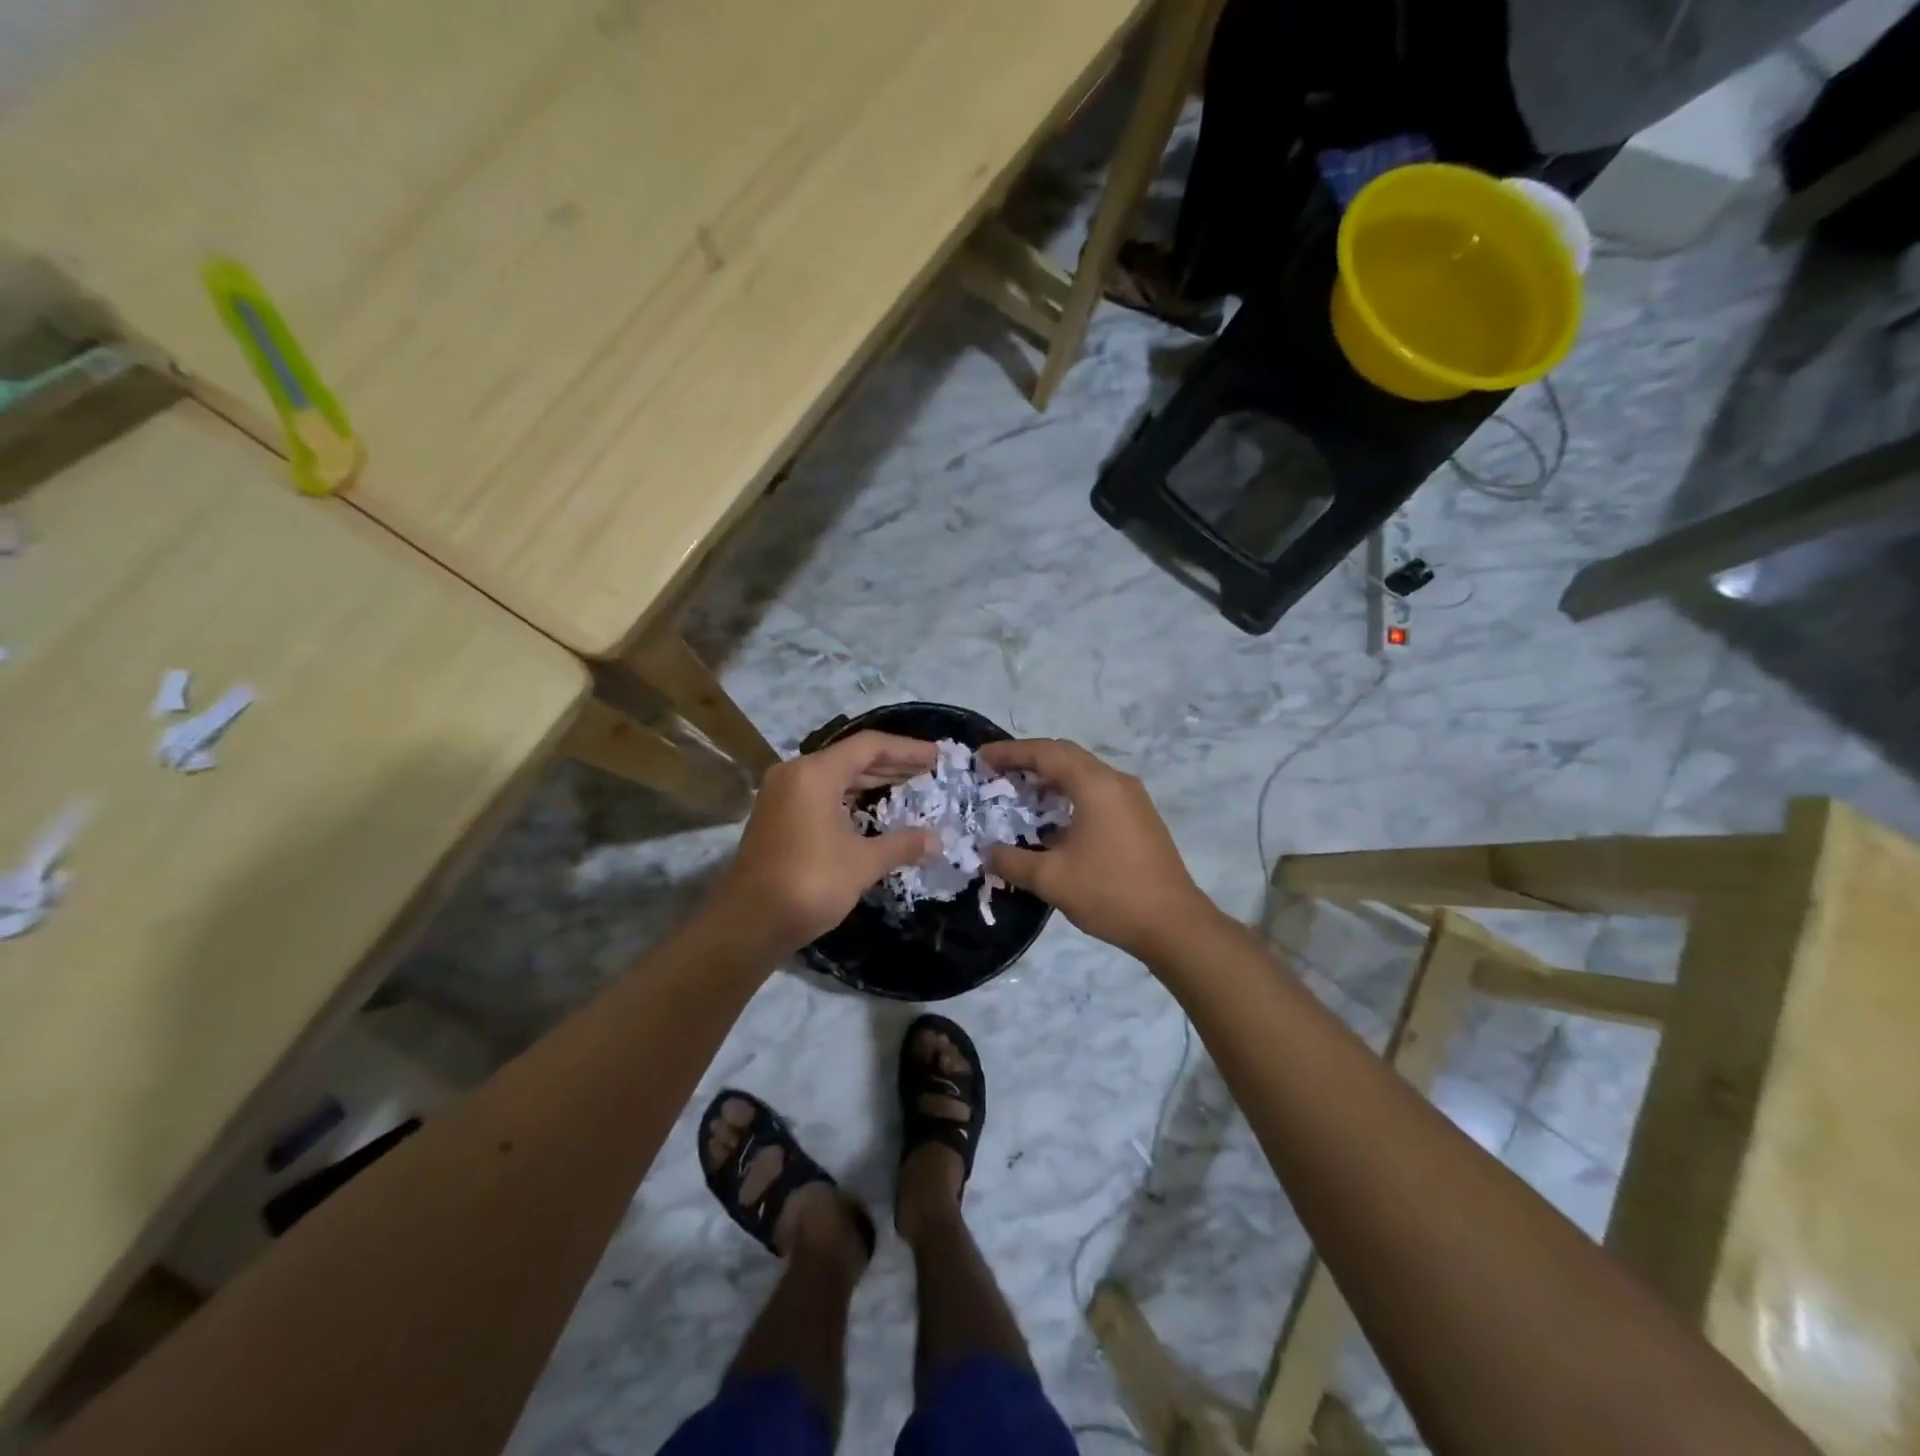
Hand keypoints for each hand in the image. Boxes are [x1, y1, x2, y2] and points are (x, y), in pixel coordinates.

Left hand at [708, 731, 936, 958]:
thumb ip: (902, 844)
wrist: (748, 923)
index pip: (869, 746)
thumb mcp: (863, 863)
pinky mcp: (776, 816)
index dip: (907, 749)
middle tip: (928, 770)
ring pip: (835, 776)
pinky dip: (850, 796)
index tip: (937, 756)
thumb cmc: (809, 884)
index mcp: (815, 773)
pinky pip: (821, 793)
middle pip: (851, 757)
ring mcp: (781, 795)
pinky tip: (871, 809)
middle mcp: (795, 774)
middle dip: (892, 763)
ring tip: (907, 785)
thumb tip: (937, 839)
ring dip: (871, 780)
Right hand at [978, 738, 1212, 963]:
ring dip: (1050, 777)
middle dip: (1029, 759)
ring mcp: (1132, 798)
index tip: (981, 758)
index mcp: (1095, 785)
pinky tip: (1053, 817)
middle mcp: (1116, 781)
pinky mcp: (1139, 817)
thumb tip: (988, 853)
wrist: (1173, 924)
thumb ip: (1012, 861)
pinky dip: (1069, 793)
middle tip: (997, 771)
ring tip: (1020, 791)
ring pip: (1084, 773)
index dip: (1010, 752)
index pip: (1046, 753)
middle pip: (1066, 755)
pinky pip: (1097, 790)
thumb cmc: (1110, 893)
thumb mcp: (1051, 879)